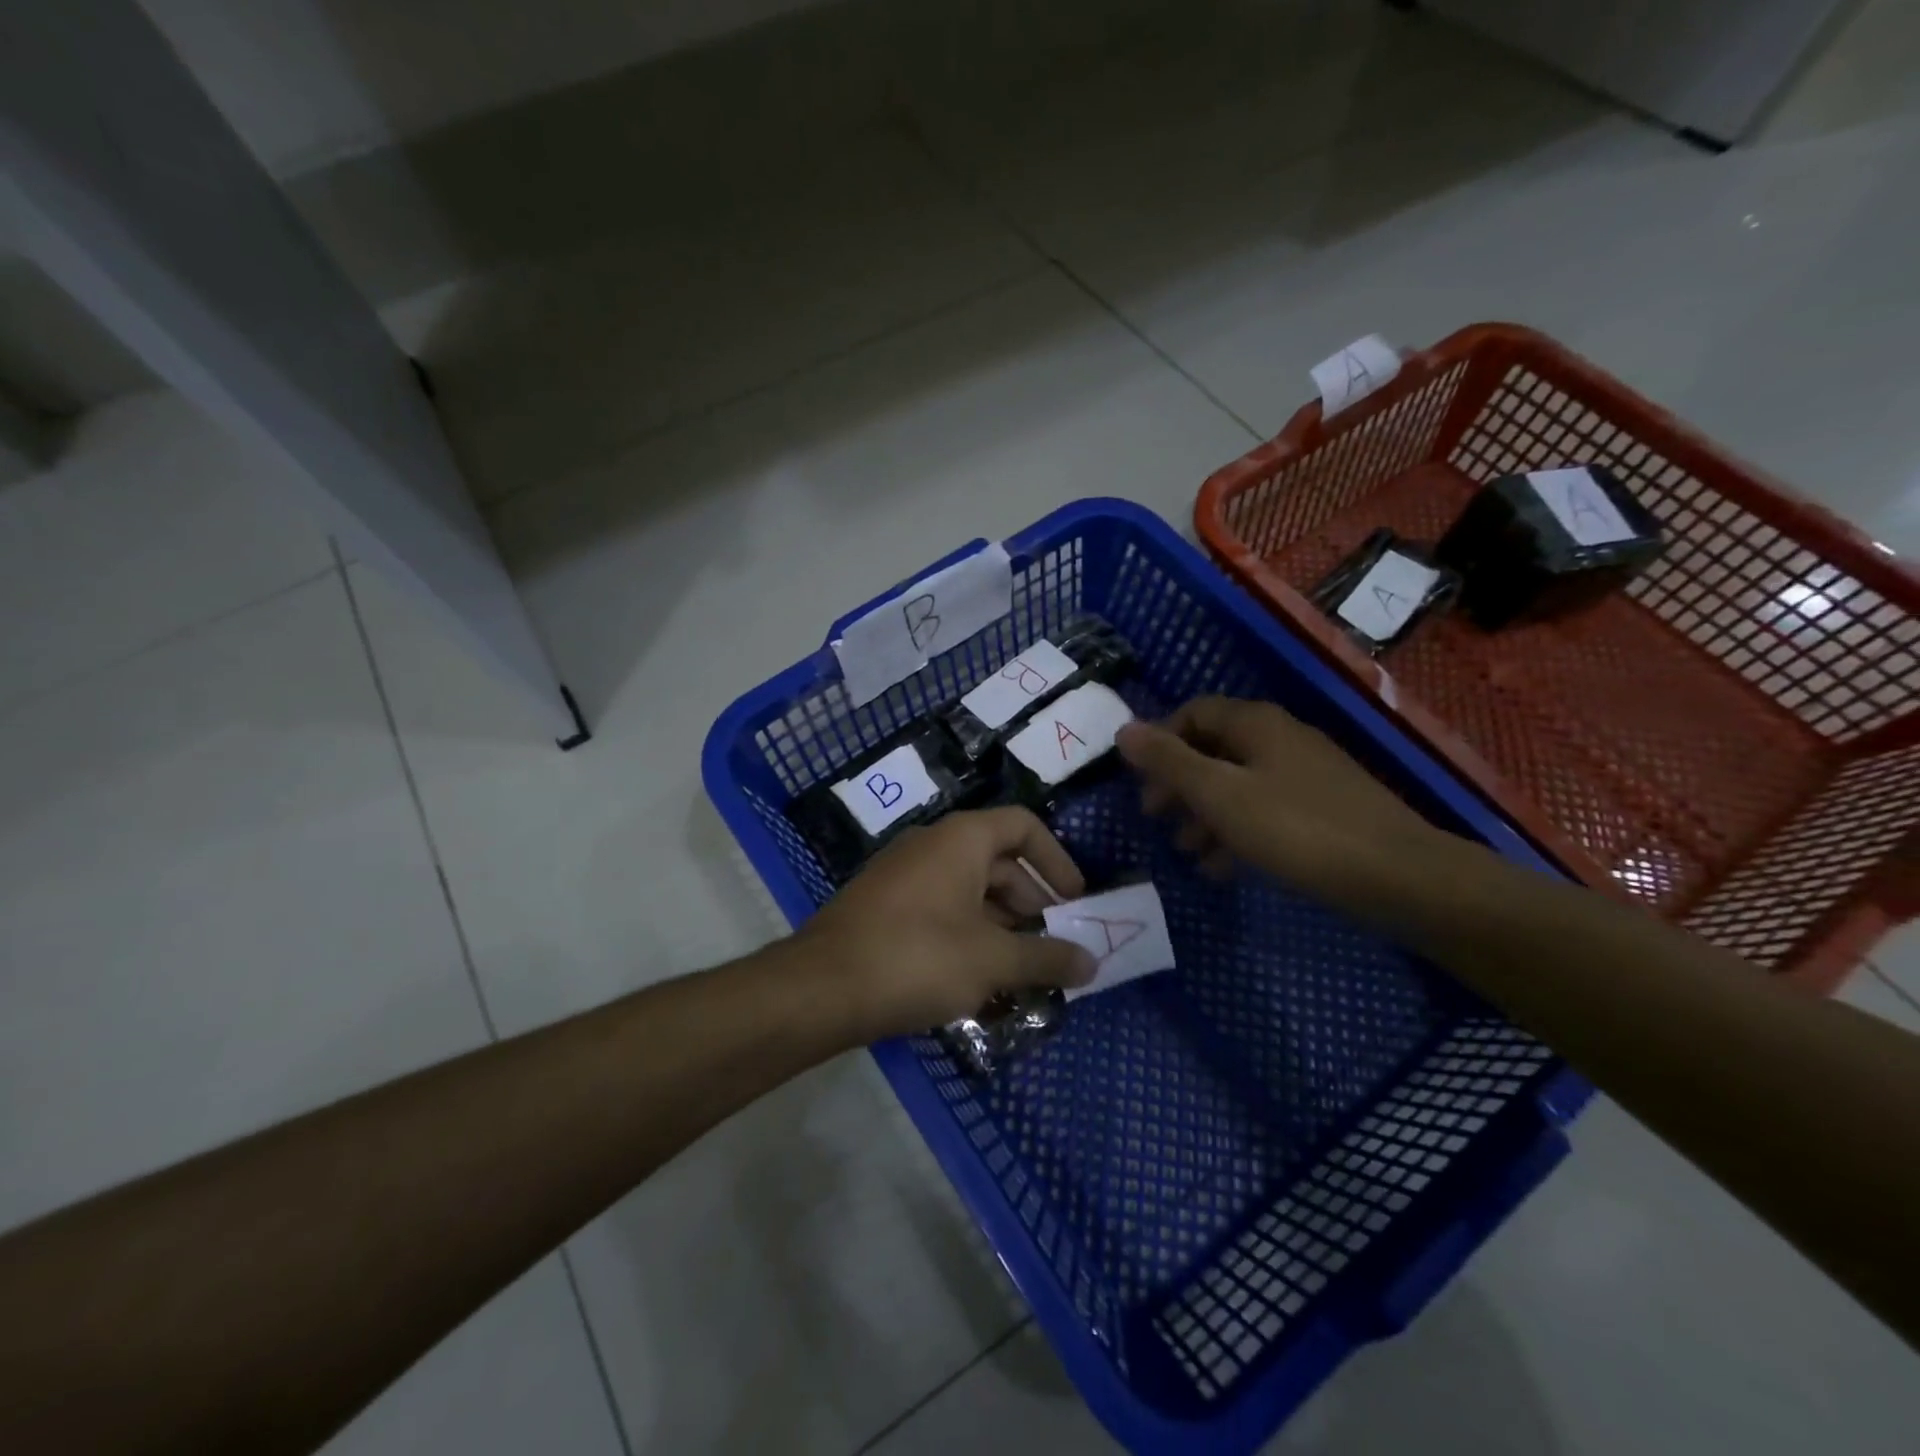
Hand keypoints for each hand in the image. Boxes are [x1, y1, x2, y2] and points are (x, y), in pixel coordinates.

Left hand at [798, 807, 1097, 1040]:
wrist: (821, 987)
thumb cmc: (918, 957)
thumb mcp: (992, 960)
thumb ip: (1046, 958)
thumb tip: (1092, 963)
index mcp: (961, 839)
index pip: (1023, 826)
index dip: (1057, 859)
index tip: (1077, 901)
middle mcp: (932, 845)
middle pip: (998, 862)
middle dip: (1032, 903)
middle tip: (1052, 946)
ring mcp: (903, 875)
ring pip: (969, 891)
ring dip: (1001, 927)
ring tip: (1021, 973)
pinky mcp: (884, 907)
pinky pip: (940, 910)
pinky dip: (967, 936)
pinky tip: (977, 982)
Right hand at [1115, 696, 1446, 908]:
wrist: (1398, 875)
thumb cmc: (1296, 828)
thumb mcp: (1219, 794)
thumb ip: (1169, 761)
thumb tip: (1123, 729)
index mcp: (1255, 724)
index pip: (1192, 712)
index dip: (1160, 741)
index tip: (1139, 781)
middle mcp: (1280, 738)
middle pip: (1213, 750)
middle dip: (1179, 784)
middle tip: (1156, 819)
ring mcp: (1305, 774)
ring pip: (1237, 784)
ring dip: (1204, 814)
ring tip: (1186, 852)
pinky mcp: (1322, 809)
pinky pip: (1264, 810)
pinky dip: (1237, 832)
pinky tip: (1223, 868)